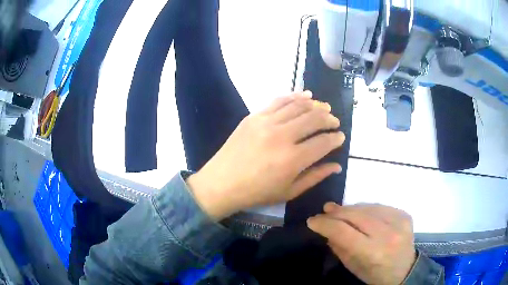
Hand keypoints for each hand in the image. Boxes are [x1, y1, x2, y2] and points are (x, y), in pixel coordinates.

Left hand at [187, 91, 345, 219]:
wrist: (222, 183)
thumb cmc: (257, 192)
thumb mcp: (289, 191)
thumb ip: (316, 177)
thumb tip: (337, 166)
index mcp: (293, 159)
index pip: (323, 142)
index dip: (336, 138)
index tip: (341, 137)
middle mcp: (282, 136)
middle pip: (314, 119)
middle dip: (329, 119)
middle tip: (335, 121)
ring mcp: (266, 122)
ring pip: (298, 106)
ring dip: (316, 105)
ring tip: (325, 107)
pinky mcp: (254, 116)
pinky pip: (279, 101)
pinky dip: (295, 96)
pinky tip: (306, 96)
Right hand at [307, 203, 416, 284]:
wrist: (406, 270)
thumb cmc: (376, 274)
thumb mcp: (354, 268)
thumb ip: (340, 247)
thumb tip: (327, 229)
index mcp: (373, 252)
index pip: (344, 232)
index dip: (325, 224)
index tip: (312, 221)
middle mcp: (387, 234)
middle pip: (356, 215)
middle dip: (337, 213)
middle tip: (324, 211)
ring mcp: (399, 222)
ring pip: (368, 208)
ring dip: (350, 208)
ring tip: (338, 209)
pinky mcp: (405, 215)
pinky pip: (380, 206)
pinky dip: (366, 208)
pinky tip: (359, 212)